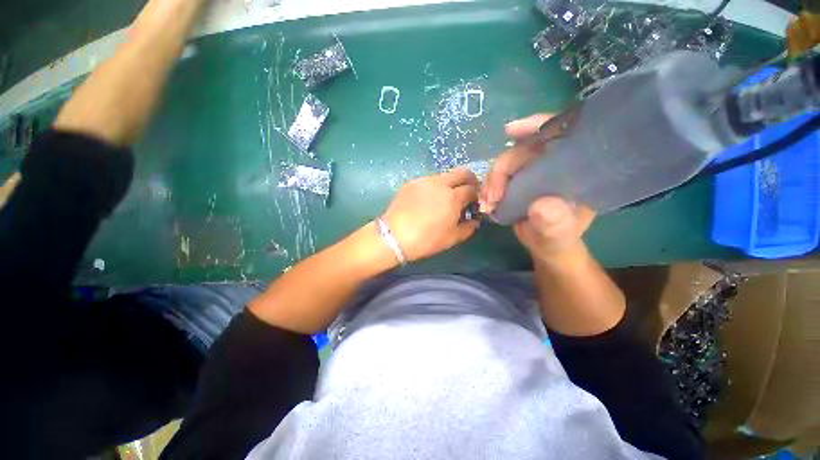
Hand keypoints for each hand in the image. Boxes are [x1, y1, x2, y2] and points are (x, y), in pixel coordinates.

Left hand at [383, 168, 479, 261]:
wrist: (394, 236)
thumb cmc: (426, 240)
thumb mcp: (452, 239)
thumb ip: (468, 228)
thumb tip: (474, 220)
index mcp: (453, 197)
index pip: (472, 189)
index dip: (476, 196)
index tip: (473, 203)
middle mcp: (440, 183)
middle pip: (462, 172)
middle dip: (469, 180)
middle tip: (466, 193)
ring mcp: (424, 180)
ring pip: (444, 175)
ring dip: (450, 183)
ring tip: (444, 198)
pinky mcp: (411, 183)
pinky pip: (429, 180)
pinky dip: (435, 187)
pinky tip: (428, 200)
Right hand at [481, 114, 594, 262]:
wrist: (547, 247)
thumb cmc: (559, 240)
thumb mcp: (560, 235)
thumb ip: (555, 224)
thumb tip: (541, 206)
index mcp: (575, 168)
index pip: (561, 134)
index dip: (536, 126)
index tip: (510, 131)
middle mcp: (553, 164)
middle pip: (522, 150)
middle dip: (501, 169)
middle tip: (491, 196)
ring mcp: (533, 172)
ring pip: (507, 163)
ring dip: (491, 181)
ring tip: (486, 204)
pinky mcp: (518, 182)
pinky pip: (499, 177)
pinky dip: (488, 188)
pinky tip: (485, 203)